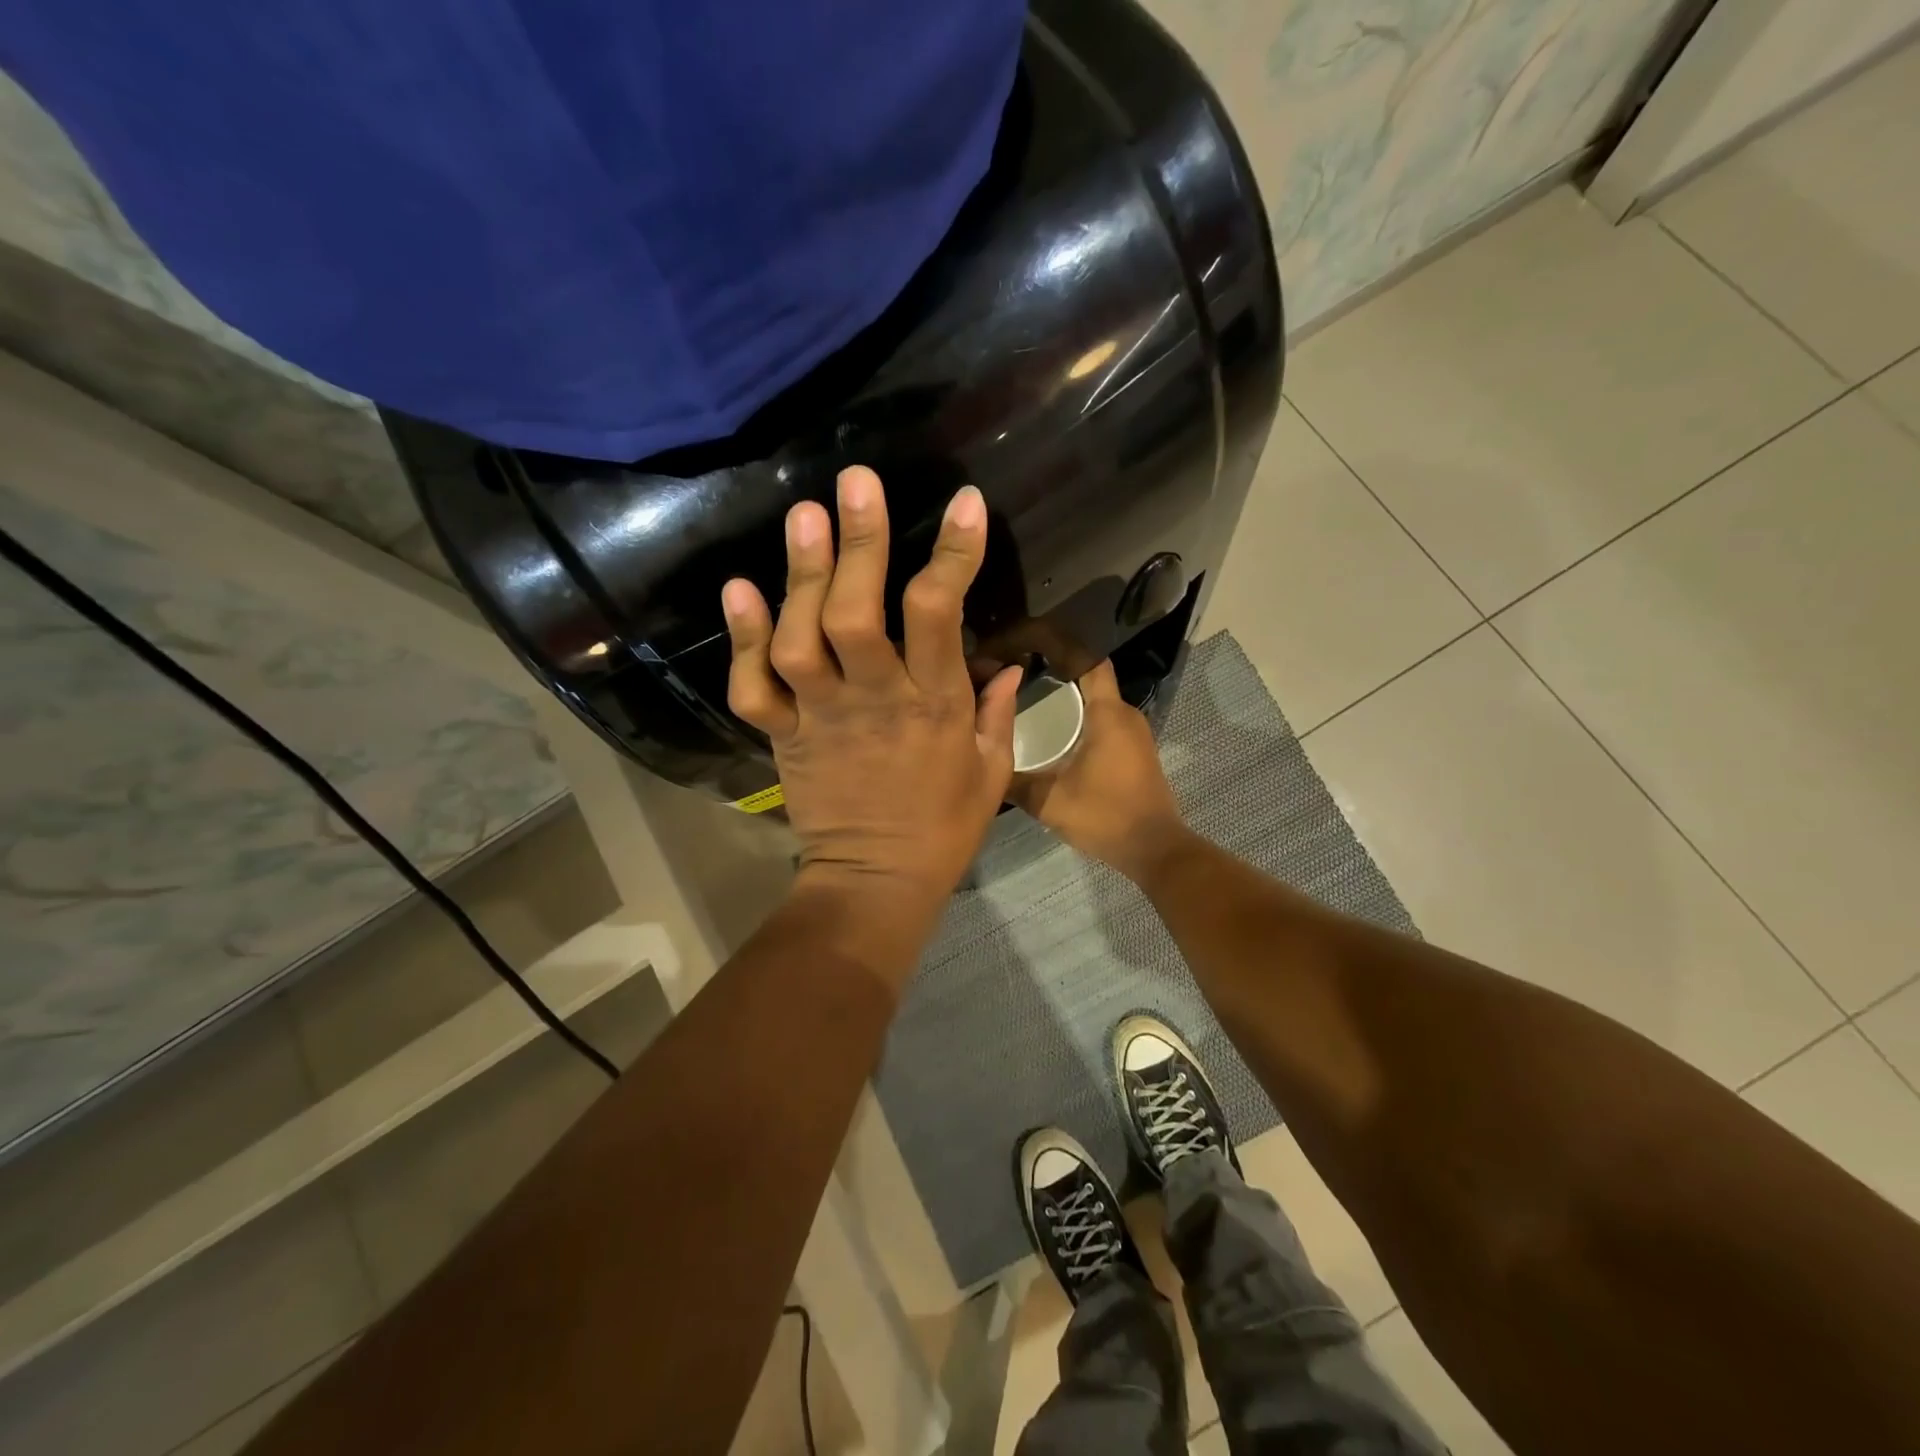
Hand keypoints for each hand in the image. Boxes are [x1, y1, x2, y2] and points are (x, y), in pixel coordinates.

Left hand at [722, 466, 1022, 932]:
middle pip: (857, 615)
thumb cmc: (944, 827)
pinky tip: (739, 588)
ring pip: (802, 641)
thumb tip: (1008, 663)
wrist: (877, 881)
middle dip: (860, 544)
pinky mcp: (783, 736)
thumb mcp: (991, 771)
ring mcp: (821, 717)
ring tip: (803, 517)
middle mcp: (874, 700)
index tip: (965, 504)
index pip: (942, 616)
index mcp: (934, 706)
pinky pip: (754, 688)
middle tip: (856, 483)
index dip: (953, 555)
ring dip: (800, 577)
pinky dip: (742, 640)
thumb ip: (999, 711)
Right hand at [1011, 661, 1188, 882]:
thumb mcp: (1049, 801)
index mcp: (1108, 713)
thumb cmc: (1105, 816)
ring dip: (1066, 695)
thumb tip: (981, 763)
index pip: (1086, 659)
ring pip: (1096, 699)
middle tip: (1014, 670)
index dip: (1058, 643)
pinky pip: (1103, 719)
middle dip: (1053, 668)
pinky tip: (1053, 730)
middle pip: (1088, 676)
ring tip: (1025, 696)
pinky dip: (1079, 716)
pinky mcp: (1134, 750)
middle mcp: (1125, 714)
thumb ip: (1014, 781)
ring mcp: (1134, 733)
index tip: (1026, 639)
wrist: (1154, 850)